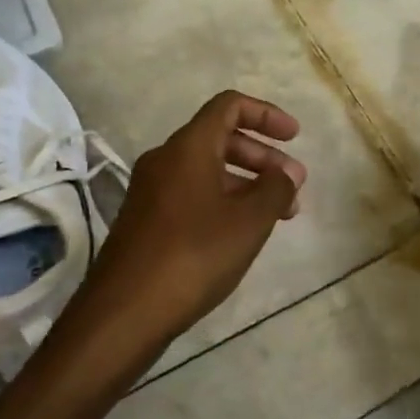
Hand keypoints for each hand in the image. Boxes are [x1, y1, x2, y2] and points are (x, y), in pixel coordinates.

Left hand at [75, 91, 305, 355]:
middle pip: (220, 138)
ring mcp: (150, 191)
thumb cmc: (193, 256)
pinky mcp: (145, 221)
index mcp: (188, 147)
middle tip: (294, 184)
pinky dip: (223, 201)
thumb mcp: (248, 221)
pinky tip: (242, 232)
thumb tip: (285, 173)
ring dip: (246, 182)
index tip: (295, 137)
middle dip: (262, 156)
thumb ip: (275, 189)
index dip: (266, 114)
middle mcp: (165, 160)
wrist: (124, 312)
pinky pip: (192, 194)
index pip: (229, 106)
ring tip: (278, 214)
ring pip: (207, 170)